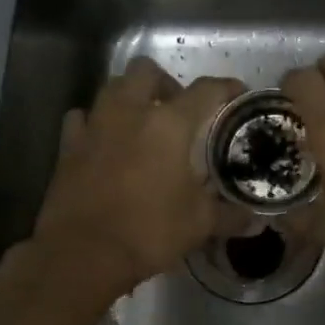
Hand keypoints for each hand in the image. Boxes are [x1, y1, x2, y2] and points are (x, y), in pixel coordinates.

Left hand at [31, 58, 244, 301]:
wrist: (83, 253)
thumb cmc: (149, 231)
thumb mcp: (199, 224)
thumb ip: (230, 216)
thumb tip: (256, 221)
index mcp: (169, 124)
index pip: (206, 89)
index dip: (226, 87)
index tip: (237, 93)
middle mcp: (130, 112)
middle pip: (147, 70)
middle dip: (166, 83)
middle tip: (177, 110)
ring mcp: (95, 125)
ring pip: (112, 87)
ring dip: (130, 96)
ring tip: (142, 123)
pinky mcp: (68, 145)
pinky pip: (82, 118)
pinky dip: (95, 122)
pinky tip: (104, 141)